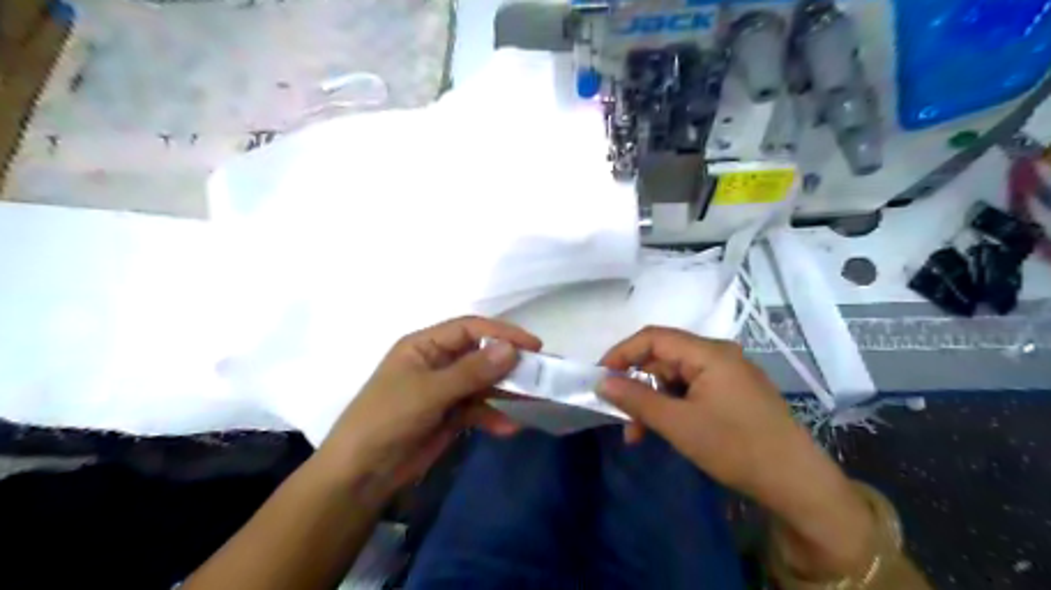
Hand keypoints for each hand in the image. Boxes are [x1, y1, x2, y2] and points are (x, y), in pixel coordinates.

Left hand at [313, 317, 541, 504]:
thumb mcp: (429, 392)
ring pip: (483, 382)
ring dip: (506, 391)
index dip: (502, 333)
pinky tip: (509, 428)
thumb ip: (471, 371)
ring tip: (534, 399)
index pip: (470, 329)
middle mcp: (437, 362)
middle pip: (480, 355)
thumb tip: (511, 349)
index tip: (533, 346)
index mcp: (424, 346)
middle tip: (540, 372)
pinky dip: (493, 416)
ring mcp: (444, 390)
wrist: (361, 475)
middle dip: (508, 363)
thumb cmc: (387, 420)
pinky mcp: (449, 415)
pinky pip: (478, 408)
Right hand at [599, 327, 811, 496]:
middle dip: (637, 384)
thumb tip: (602, 382)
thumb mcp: (678, 424)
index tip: (600, 377)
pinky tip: (664, 430)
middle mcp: (718, 355)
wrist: (796, 482)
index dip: (622, 353)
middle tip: (619, 414)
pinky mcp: (732, 393)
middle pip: (664, 357)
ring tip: (638, 434)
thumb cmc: (735, 446)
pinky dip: (672, 407)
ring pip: (675, 377)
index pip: (653, 337)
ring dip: (653, 401)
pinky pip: (692, 390)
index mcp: (708, 352)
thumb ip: (636, 399)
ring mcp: (727, 374)